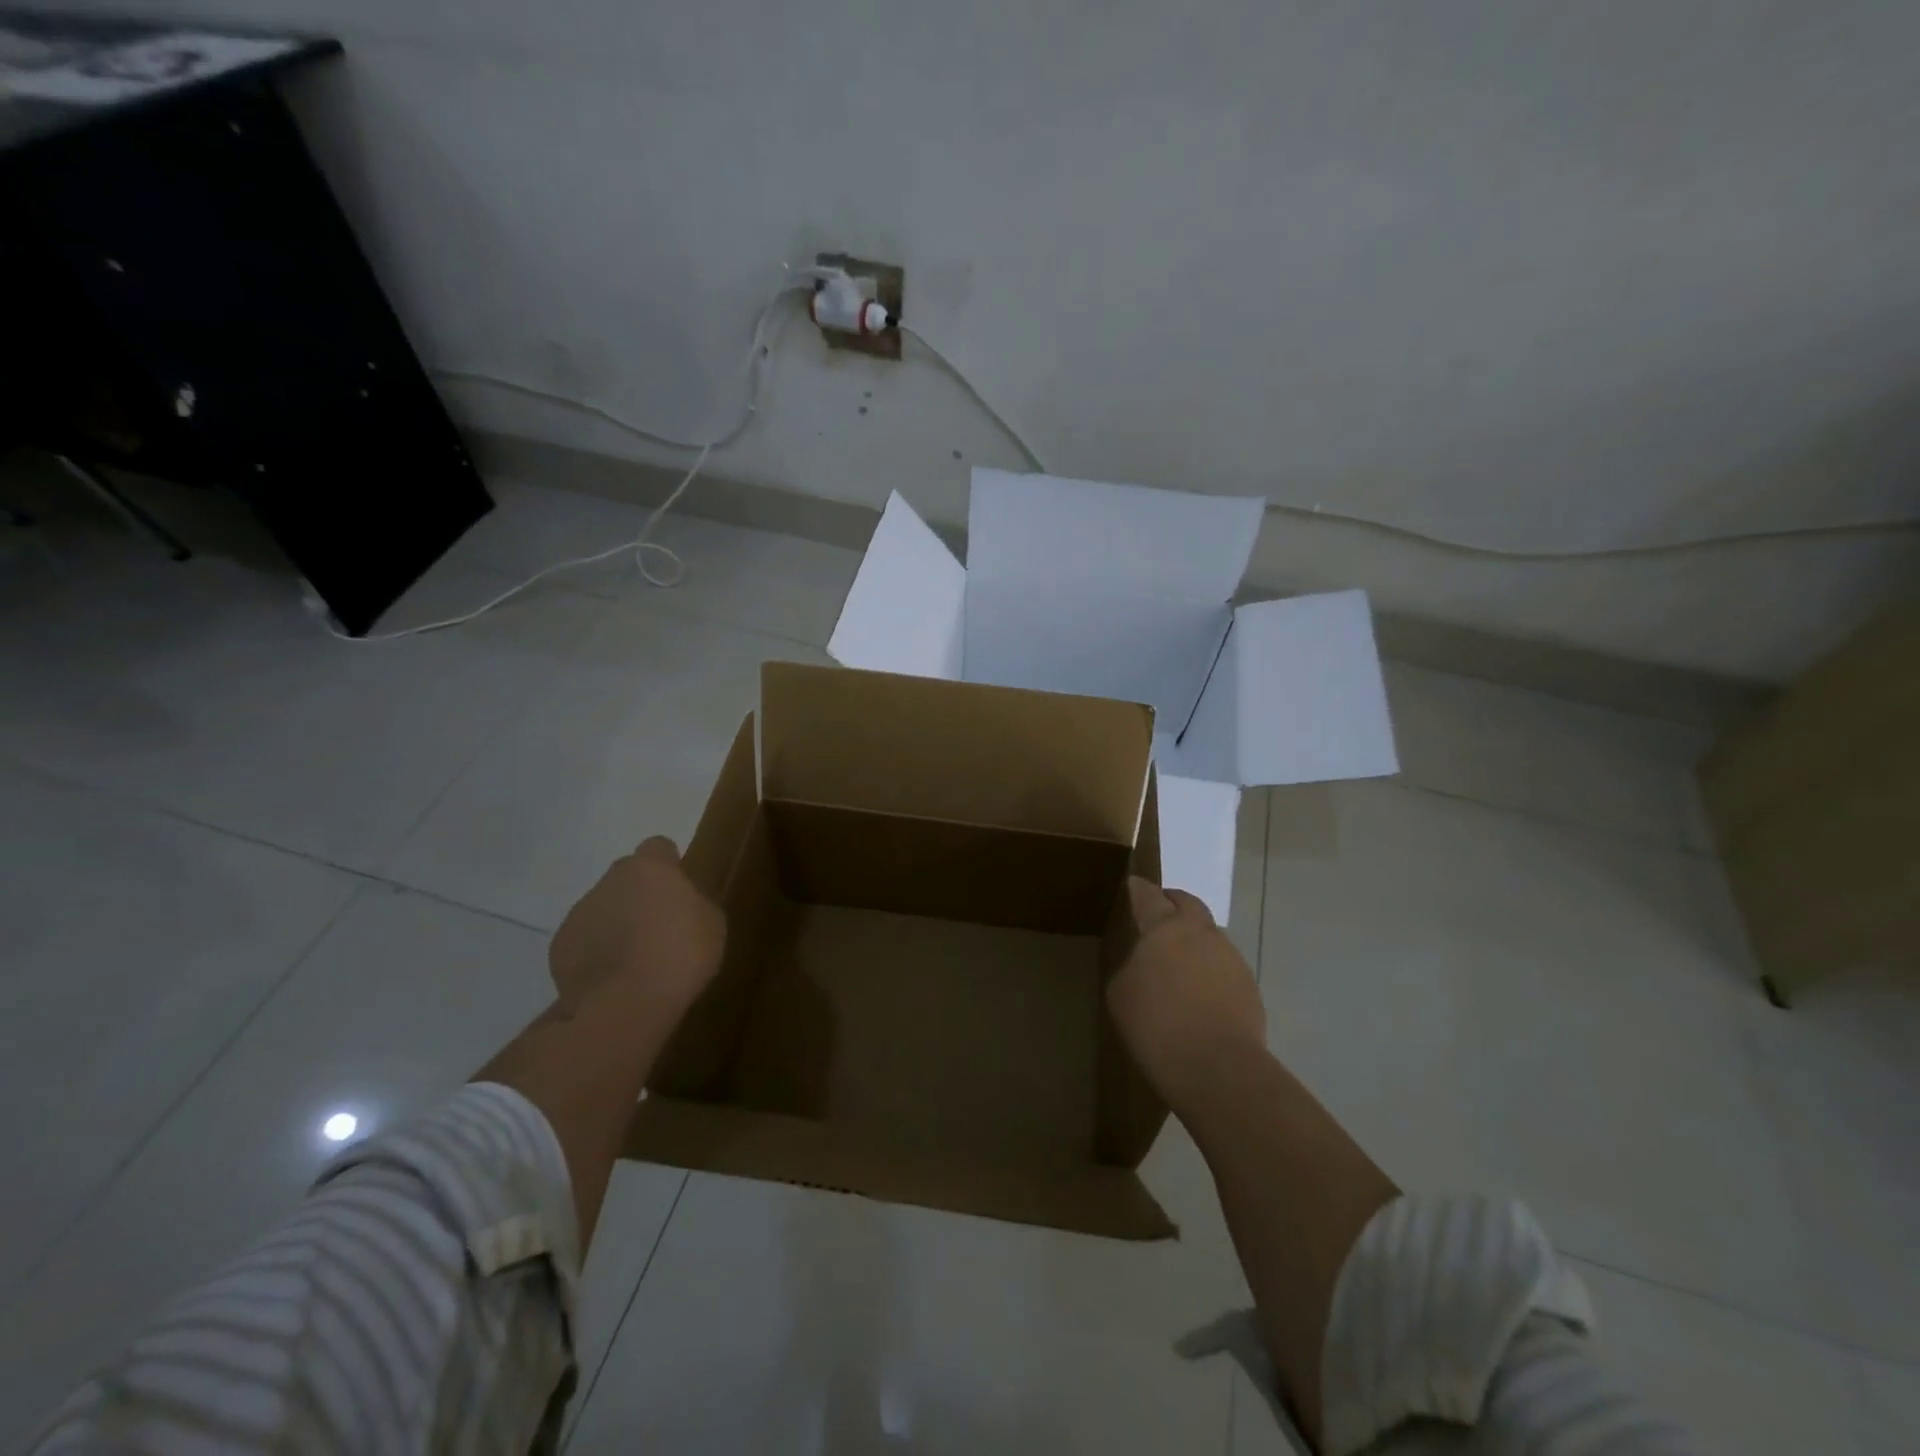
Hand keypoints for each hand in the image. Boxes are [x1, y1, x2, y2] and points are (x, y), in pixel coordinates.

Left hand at [548, 837, 725, 1018]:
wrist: (625, 1005)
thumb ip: (693, 903)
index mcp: (650, 868)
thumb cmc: (681, 956)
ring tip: (635, 961)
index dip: (668, 866)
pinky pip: (584, 940)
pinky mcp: (560, 946)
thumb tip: (678, 904)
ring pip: (603, 908)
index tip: (678, 890)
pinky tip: (614, 979)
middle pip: (626, 877)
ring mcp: (580, 912)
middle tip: (658, 928)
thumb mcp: (712, 924)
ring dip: (616, 924)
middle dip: (639, 895)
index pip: (658, 847)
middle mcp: (609, 881)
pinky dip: (597, 952)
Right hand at [1107, 877, 1266, 1110]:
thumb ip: (1131, 966)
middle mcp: (1201, 932)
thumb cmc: (1156, 1025)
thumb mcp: (1121, 993)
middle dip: (1172, 904)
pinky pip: (1223, 967)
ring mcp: (1231, 957)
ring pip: (1209, 936)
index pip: (1147, 895)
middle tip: (1158, 916)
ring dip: (1194, 941)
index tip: (1132, 886)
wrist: (1217, 1068)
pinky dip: (1210, 972)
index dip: (1138, 889)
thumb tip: (1144, 964)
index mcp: (1164, 927)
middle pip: (1187, 904)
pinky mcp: (1250, 986)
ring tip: (1179, 966)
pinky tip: (1199, 998)